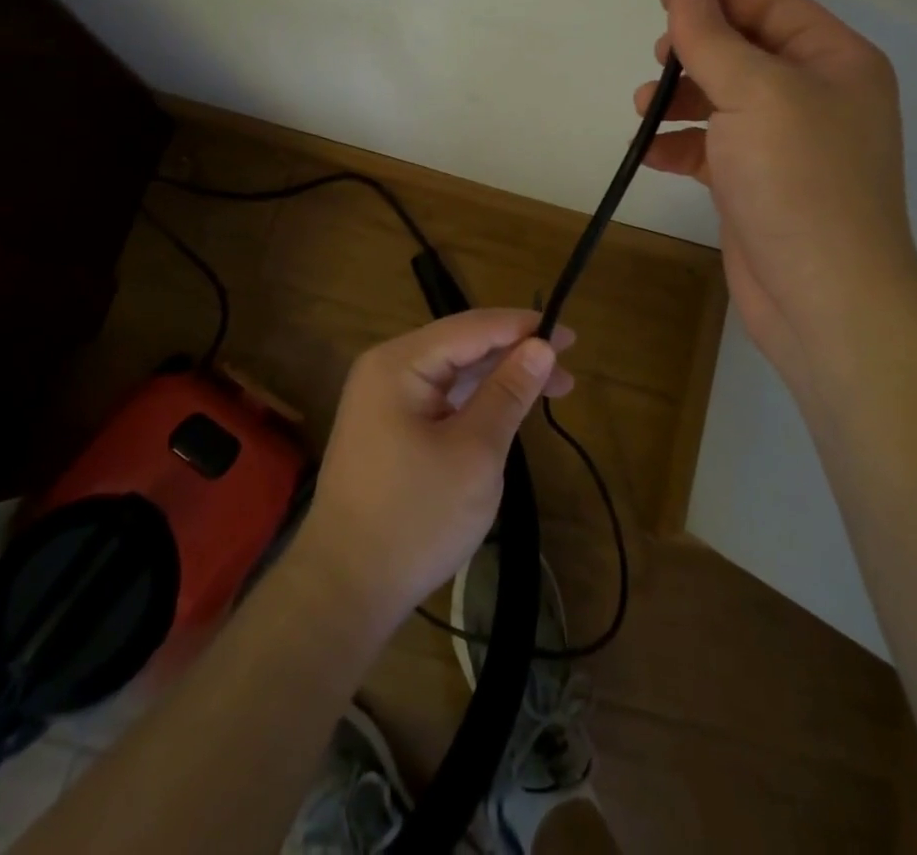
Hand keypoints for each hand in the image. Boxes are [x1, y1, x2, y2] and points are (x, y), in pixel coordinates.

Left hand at [297, 309, 575, 628]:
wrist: (345, 589)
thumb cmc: (416, 518)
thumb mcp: (475, 452)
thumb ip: (510, 392)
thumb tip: (543, 346)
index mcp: (400, 363)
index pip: (472, 327)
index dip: (524, 327)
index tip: (571, 336)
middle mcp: (386, 368)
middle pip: (462, 344)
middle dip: (515, 352)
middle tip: (568, 367)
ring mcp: (382, 398)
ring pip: (453, 370)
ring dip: (499, 376)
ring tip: (552, 387)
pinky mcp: (387, 425)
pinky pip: (440, 395)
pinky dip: (476, 399)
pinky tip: (507, 407)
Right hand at [636, 0, 916, 376]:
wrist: (823, 297)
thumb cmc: (798, 179)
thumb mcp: (754, 92)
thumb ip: (712, 37)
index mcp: (836, 60)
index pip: (773, 6)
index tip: (664, 1)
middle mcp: (817, 96)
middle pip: (746, 51)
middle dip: (696, 52)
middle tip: (658, 60)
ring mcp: (788, 144)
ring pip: (726, 100)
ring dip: (682, 99)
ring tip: (642, 108)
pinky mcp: (760, 184)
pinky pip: (715, 148)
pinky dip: (682, 146)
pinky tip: (651, 153)